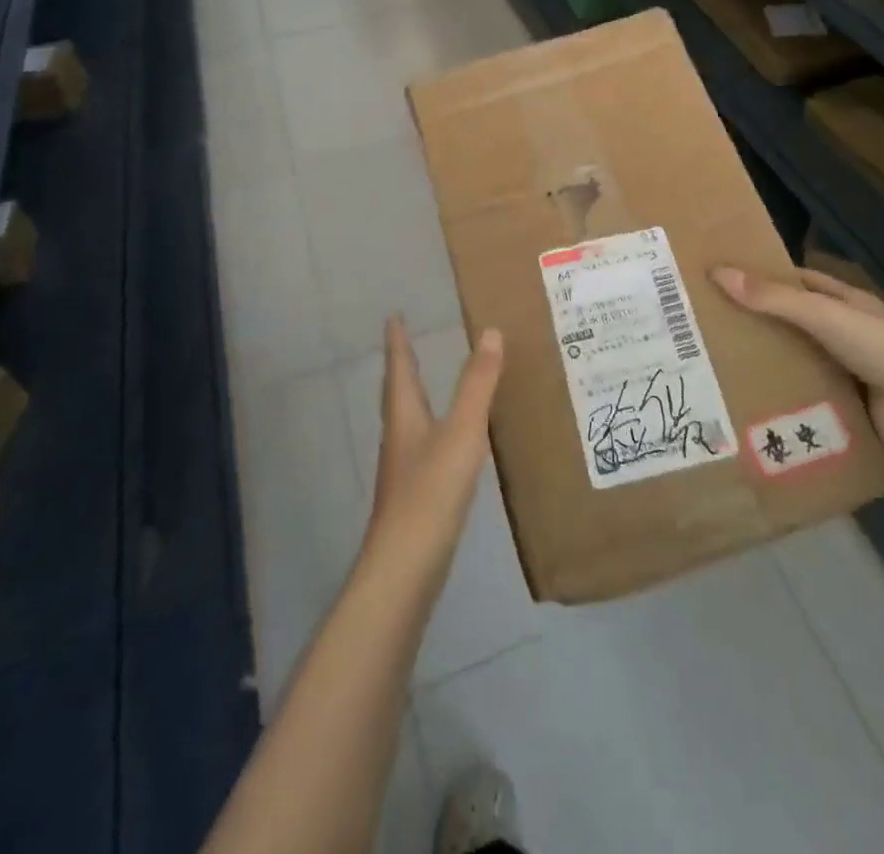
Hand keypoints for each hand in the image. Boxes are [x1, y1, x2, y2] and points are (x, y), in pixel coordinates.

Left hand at [365, 317, 504, 574]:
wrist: (406, 566)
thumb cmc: (431, 490)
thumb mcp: (462, 431)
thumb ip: (477, 384)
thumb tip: (490, 332)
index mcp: (404, 416)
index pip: (399, 368)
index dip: (397, 342)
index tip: (393, 316)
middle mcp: (399, 436)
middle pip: (397, 393)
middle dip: (402, 366)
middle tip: (406, 343)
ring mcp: (404, 468)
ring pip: (407, 420)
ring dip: (415, 396)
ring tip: (427, 383)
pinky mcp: (415, 494)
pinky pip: (422, 445)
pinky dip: (431, 427)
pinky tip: (447, 441)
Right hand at [711, 266, 883, 452]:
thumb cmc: (879, 347)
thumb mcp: (822, 314)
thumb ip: (772, 298)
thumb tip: (717, 272)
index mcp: (848, 301)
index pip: (801, 281)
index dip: (767, 278)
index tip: (726, 281)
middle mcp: (849, 332)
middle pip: (796, 323)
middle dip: (761, 324)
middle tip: (712, 328)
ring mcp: (851, 370)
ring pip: (800, 361)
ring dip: (770, 364)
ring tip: (720, 367)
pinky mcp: (849, 406)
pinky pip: (808, 396)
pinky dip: (784, 398)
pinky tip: (750, 402)